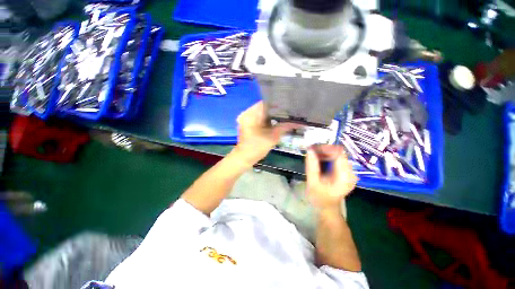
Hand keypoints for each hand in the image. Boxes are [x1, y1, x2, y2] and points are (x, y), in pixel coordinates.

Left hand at [232, 101, 298, 166]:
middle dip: (276, 110)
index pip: (267, 103)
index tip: (289, 108)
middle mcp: (247, 113)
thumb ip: (284, 127)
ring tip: (283, 117)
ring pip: (262, 112)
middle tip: (288, 113)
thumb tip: (298, 122)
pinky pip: (259, 117)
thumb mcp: (272, 137)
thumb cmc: (257, 148)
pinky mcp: (247, 122)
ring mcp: (246, 117)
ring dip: (271, 115)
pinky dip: (266, 119)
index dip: (279, 105)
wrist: (244, 157)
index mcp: (251, 114)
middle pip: (264, 107)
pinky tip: (275, 122)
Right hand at [305, 145, 357, 209]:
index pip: (338, 153)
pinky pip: (337, 159)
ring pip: (337, 155)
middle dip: (324, 150)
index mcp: (344, 176)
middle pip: (338, 153)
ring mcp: (349, 172)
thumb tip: (310, 150)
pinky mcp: (346, 172)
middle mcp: (350, 172)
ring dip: (325, 153)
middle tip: (311, 151)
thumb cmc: (319, 199)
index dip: (326, 148)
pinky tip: (319, 161)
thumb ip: (312, 166)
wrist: (327, 209)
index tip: (313, 148)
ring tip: (313, 156)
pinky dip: (327, 157)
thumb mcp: (313, 183)